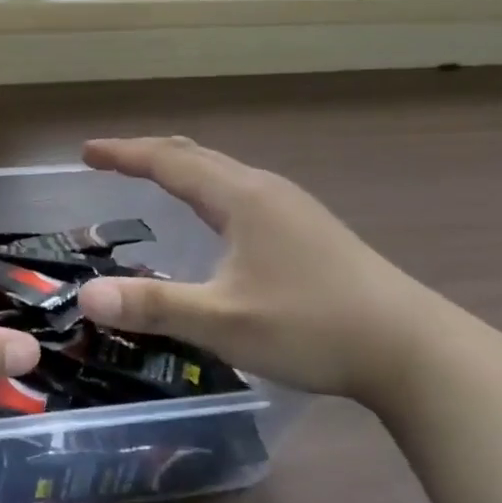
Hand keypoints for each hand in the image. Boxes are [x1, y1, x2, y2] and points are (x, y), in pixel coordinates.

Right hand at [75, 137, 462, 401]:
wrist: (414, 350)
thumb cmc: (312, 326)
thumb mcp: (223, 321)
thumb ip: (153, 306)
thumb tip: (87, 296)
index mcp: (240, 198)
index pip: (169, 161)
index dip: (124, 154)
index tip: (87, 152)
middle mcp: (265, 190)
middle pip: (196, 156)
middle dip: (148, 154)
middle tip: (110, 161)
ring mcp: (292, 207)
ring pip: (223, 172)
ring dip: (180, 168)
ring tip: (153, 178)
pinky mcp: (309, 229)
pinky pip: (241, 190)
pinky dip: (207, 188)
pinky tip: (214, 219)